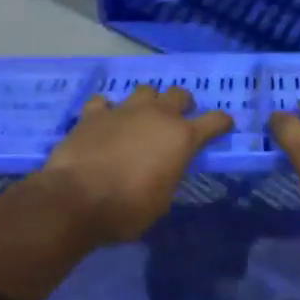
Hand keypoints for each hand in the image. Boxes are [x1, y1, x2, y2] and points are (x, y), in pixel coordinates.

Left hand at [35, 86, 234, 244]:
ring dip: (147, 103)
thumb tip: (164, 170)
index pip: (214, 121)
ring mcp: (123, 110)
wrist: (75, 199)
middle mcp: (157, 116)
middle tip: (178, 120)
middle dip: (183, 104)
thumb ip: (168, 176)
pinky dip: (107, 111)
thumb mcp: (161, 201)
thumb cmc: (126, 209)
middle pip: (179, 94)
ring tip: (140, 118)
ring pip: (144, 90)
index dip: (222, 123)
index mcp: (181, 138)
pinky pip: (104, 102)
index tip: (224, 125)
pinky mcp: (93, 114)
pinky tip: (103, 123)